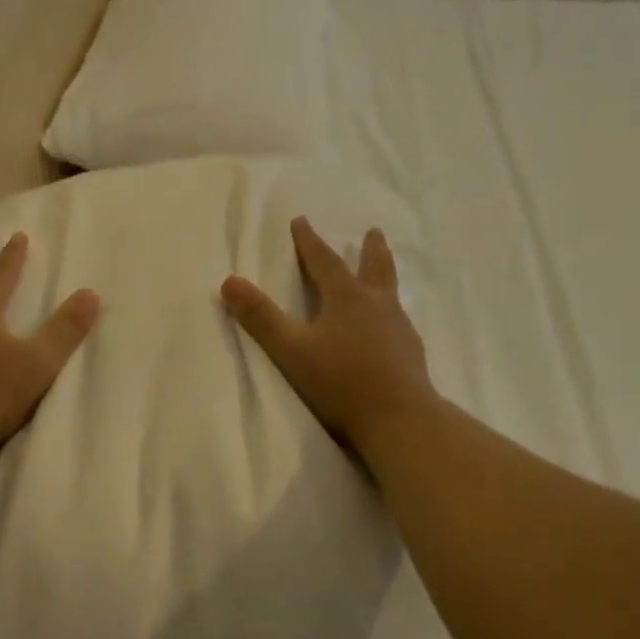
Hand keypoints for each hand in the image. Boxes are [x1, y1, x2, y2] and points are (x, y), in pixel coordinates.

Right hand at [221, 217, 435, 448]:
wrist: (398, 417)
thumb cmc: (340, 382)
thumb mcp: (291, 350)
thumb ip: (260, 317)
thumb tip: (229, 281)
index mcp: (346, 298)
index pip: (324, 261)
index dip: (309, 241)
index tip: (301, 221)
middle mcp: (376, 304)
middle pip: (373, 267)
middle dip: (368, 248)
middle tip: (372, 232)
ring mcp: (398, 327)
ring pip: (390, 291)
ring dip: (383, 275)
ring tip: (382, 272)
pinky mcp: (410, 351)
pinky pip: (398, 319)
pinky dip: (390, 310)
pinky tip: (389, 325)